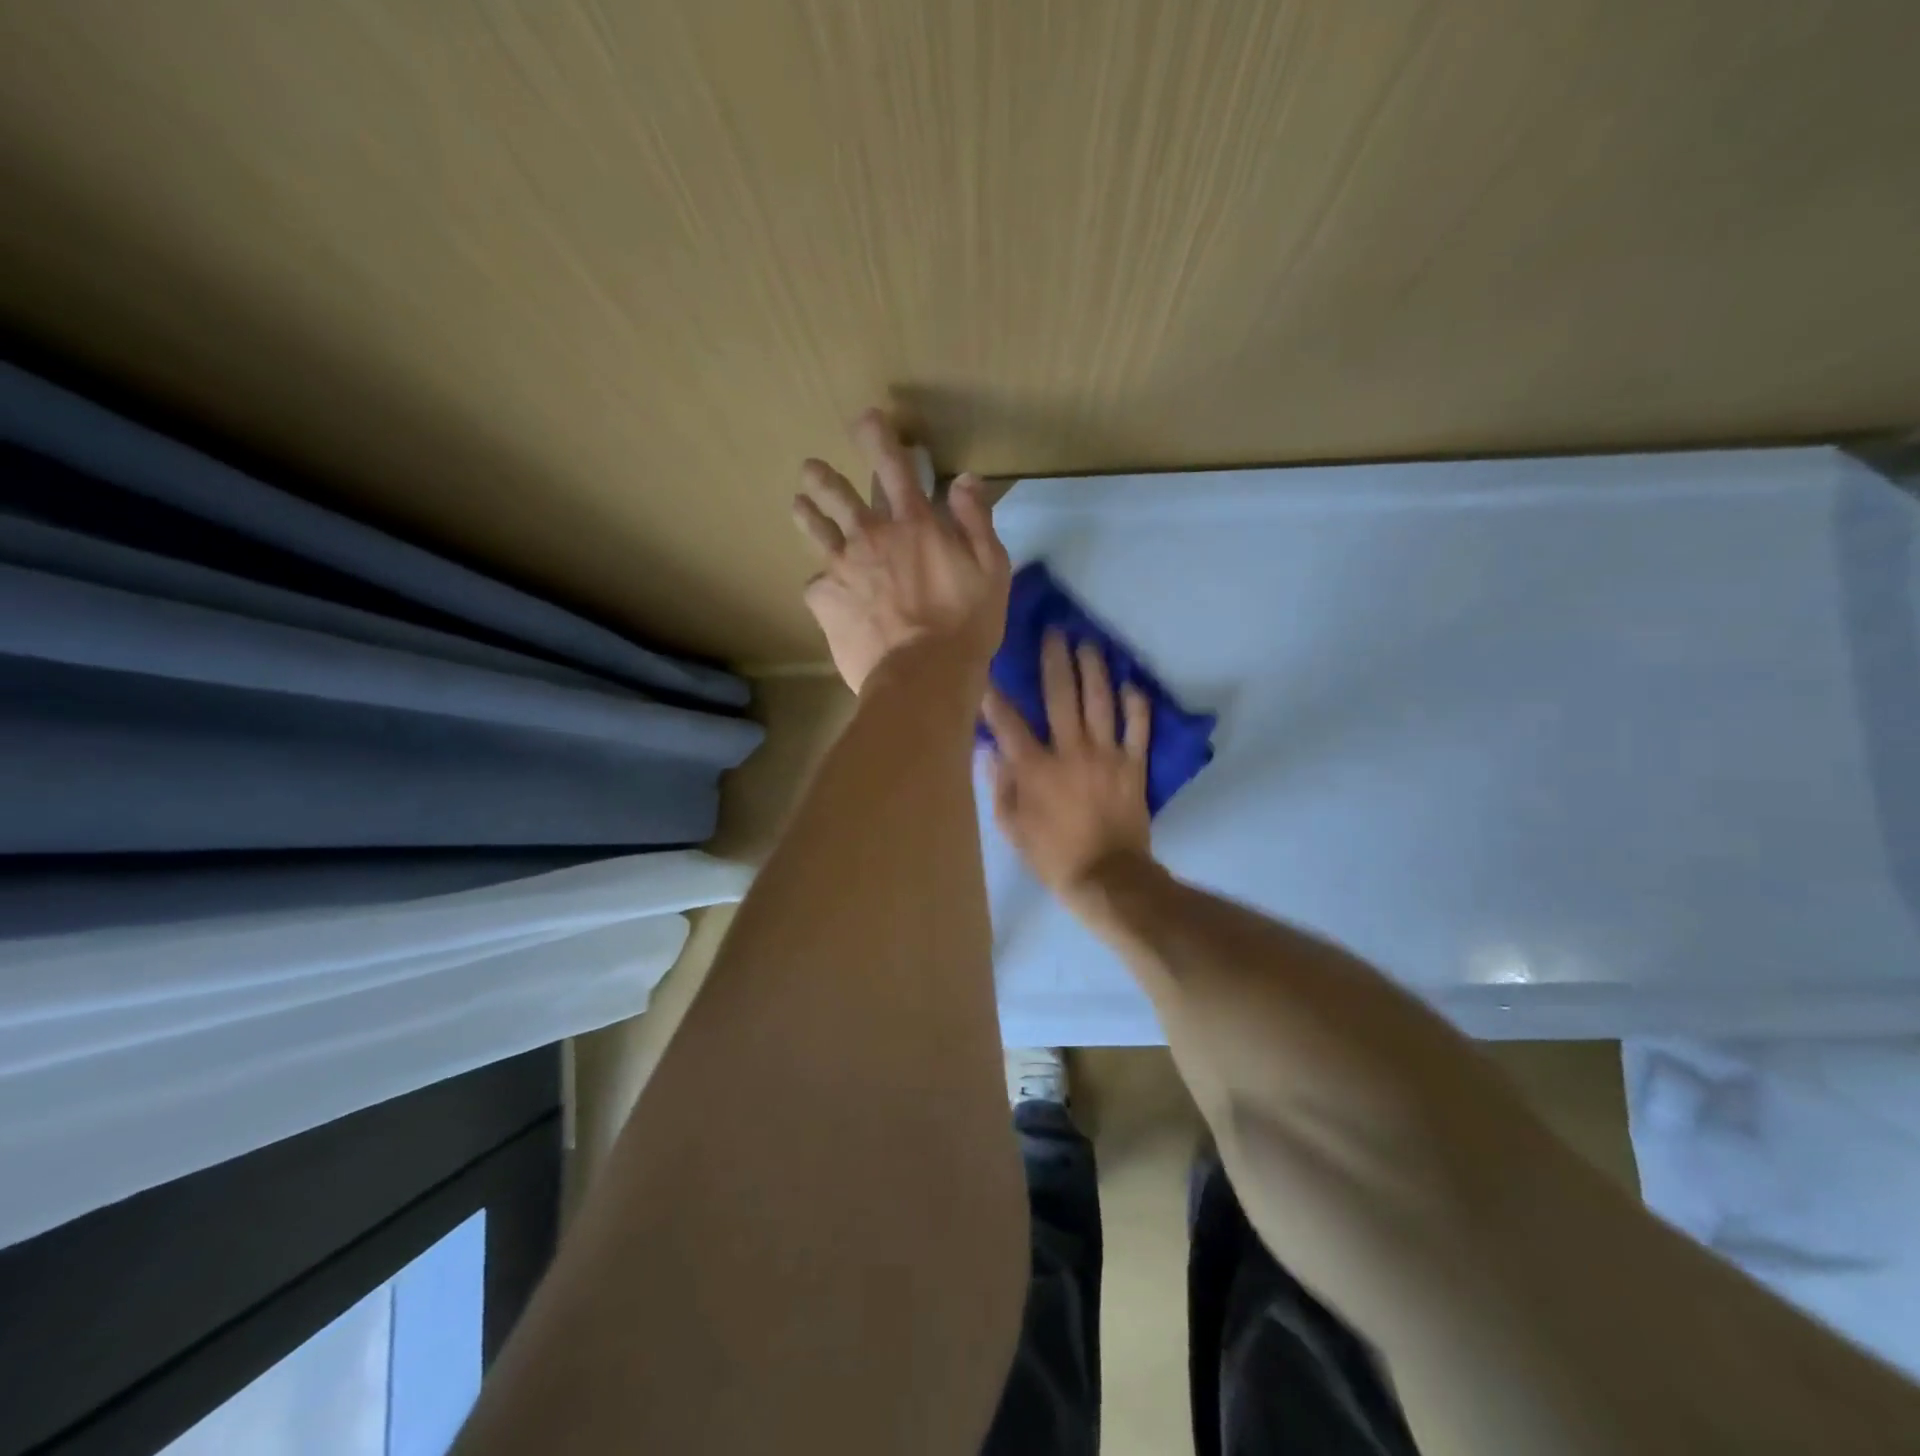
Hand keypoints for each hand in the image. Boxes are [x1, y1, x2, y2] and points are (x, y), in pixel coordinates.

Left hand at [793, 410, 1009, 692]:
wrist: (923, 677)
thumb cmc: (966, 625)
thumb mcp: (991, 570)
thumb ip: (976, 521)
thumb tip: (964, 479)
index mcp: (914, 525)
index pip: (894, 467)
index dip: (878, 438)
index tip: (865, 419)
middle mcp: (871, 536)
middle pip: (839, 495)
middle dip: (824, 477)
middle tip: (811, 469)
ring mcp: (841, 567)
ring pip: (816, 530)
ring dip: (807, 513)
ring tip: (798, 505)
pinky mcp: (824, 600)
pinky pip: (815, 585)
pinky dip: (821, 584)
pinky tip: (823, 593)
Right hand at [982, 630, 1153, 904]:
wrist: (1108, 878)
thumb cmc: (1053, 855)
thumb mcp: (1012, 828)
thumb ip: (1001, 786)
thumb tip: (991, 750)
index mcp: (1035, 768)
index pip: (1009, 722)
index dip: (995, 695)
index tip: (987, 670)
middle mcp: (1070, 751)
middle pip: (1061, 696)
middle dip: (1055, 660)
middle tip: (1054, 632)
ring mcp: (1106, 755)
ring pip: (1100, 702)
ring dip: (1094, 669)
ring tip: (1089, 644)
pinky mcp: (1134, 765)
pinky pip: (1138, 728)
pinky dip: (1136, 705)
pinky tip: (1130, 684)